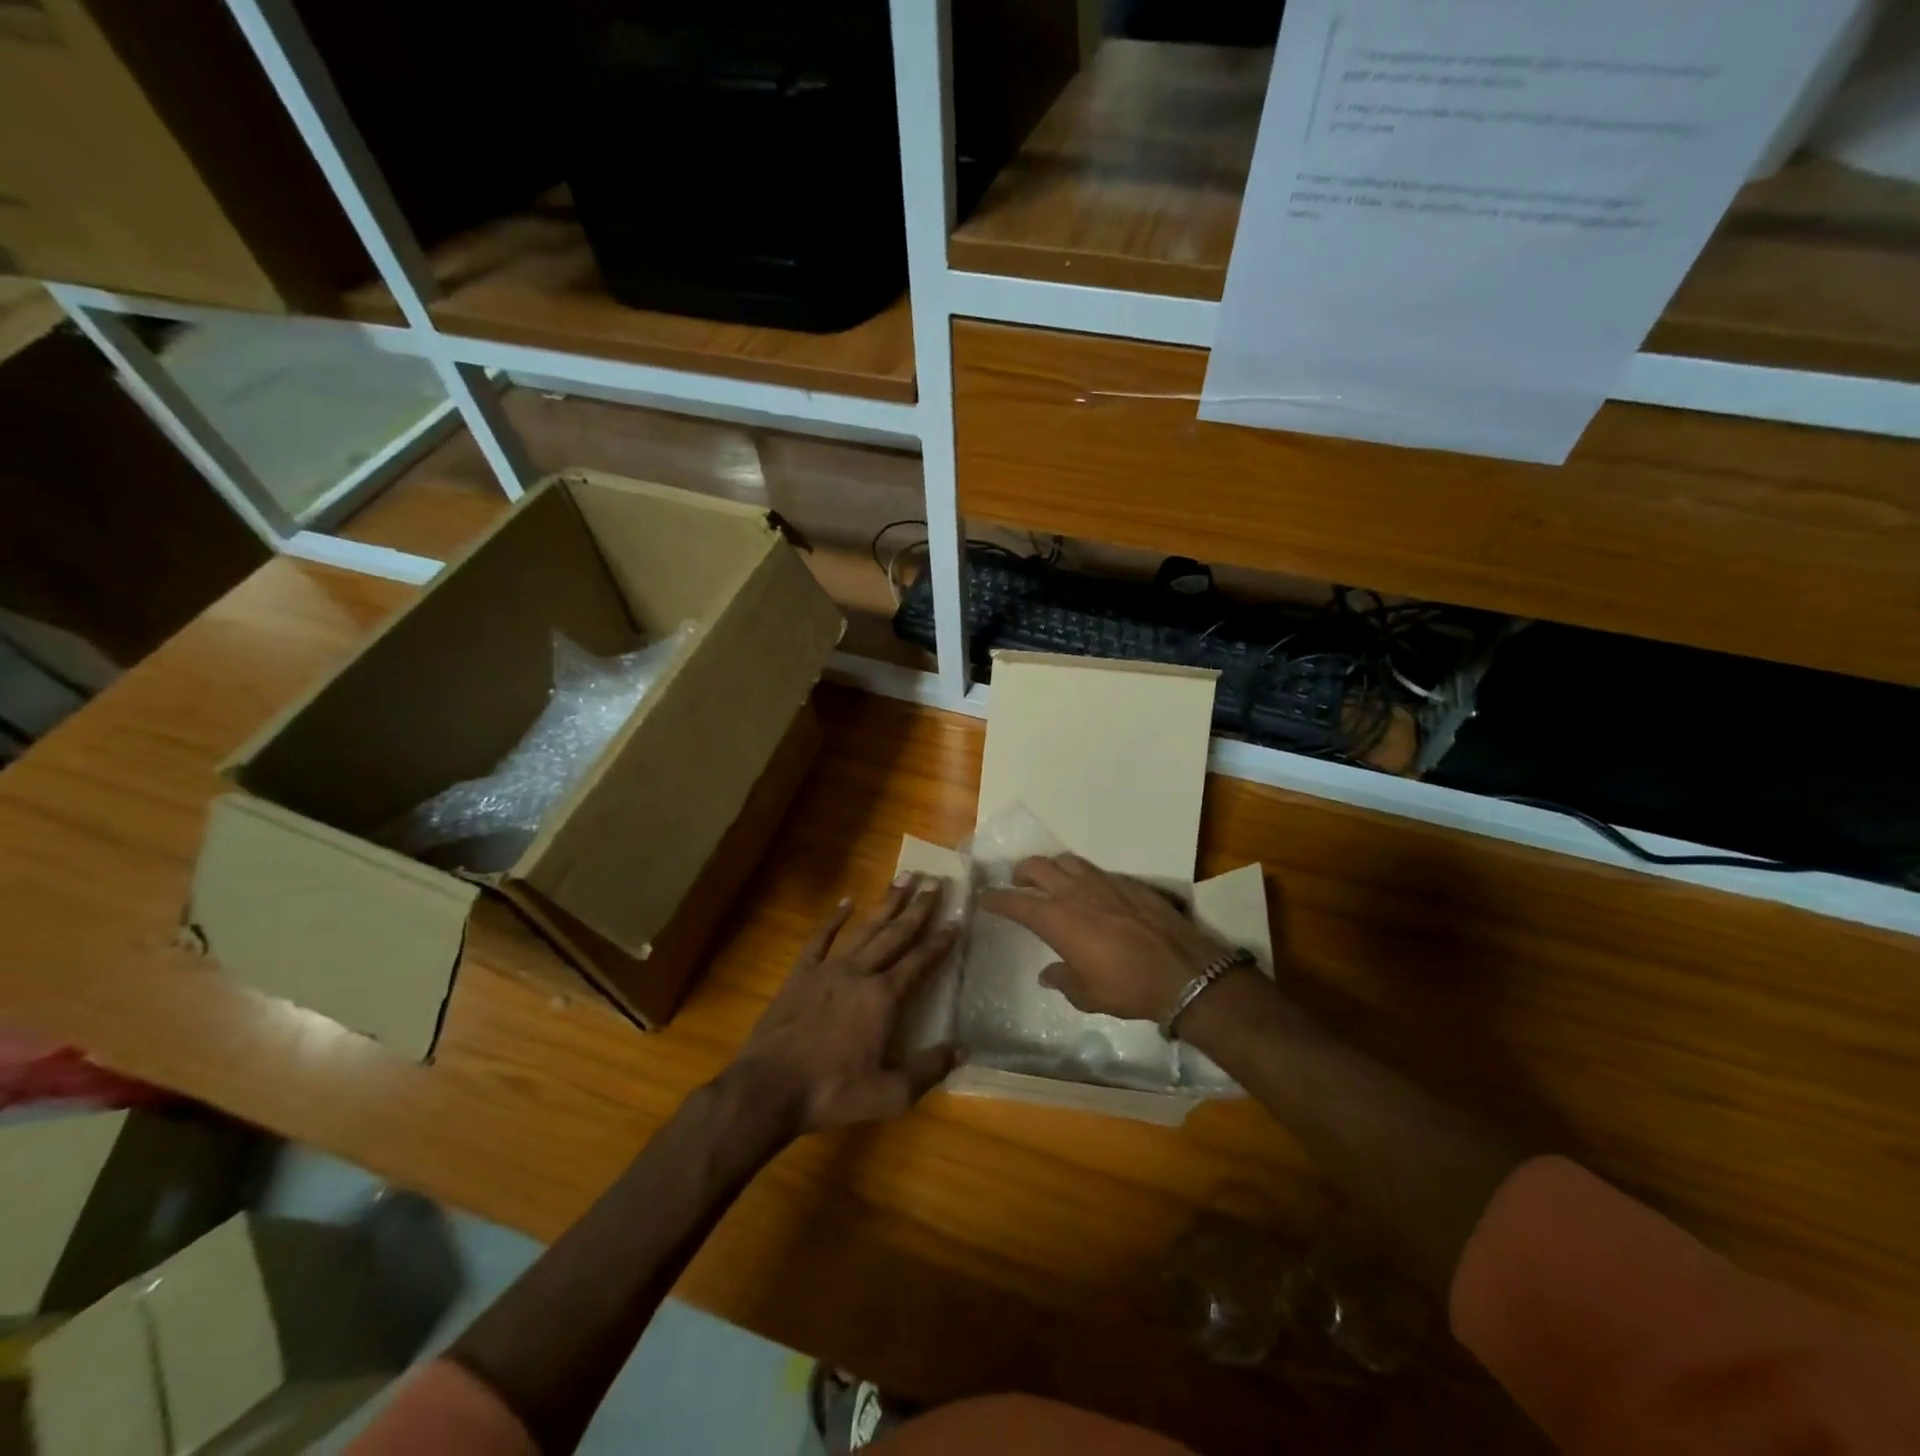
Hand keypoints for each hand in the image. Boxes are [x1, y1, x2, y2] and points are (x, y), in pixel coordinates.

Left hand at [730, 876, 961, 1135]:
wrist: (768, 1089)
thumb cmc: (831, 1093)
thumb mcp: (889, 1094)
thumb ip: (928, 1069)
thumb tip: (964, 1048)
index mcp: (884, 999)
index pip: (920, 962)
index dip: (940, 941)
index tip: (956, 919)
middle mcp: (860, 973)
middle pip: (896, 934)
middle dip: (918, 908)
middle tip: (935, 881)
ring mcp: (828, 969)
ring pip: (865, 929)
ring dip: (886, 902)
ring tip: (904, 877)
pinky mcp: (801, 974)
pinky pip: (820, 938)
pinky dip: (834, 918)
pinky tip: (847, 900)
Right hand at [977, 854, 1228, 1023]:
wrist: (1183, 971)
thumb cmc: (1128, 987)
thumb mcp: (1088, 994)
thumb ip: (1063, 980)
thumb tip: (1048, 974)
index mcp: (1057, 919)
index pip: (1016, 902)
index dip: (996, 899)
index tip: (984, 898)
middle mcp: (1075, 893)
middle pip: (1037, 867)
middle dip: (1021, 872)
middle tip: (1017, 882)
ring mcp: (1104, 882)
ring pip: (1067, 861)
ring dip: (1052, 867)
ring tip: (1051, 880)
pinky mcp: (1129, 883)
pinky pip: (1097, 870)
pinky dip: (1084, 876)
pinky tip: (1091, 892)